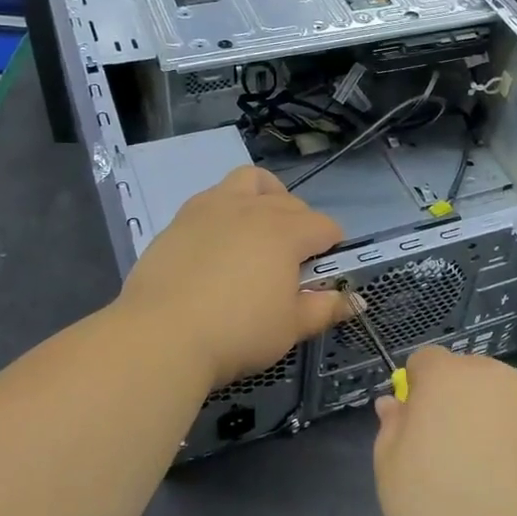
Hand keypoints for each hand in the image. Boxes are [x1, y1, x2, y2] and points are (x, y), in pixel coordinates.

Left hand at [117, 165, 354, 390]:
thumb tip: (355, 300)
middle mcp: (253, 209)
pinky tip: (221, 243)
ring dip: (266, 196)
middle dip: (303, 224)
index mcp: (285, 232)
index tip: (326, 271)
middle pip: (291, 203)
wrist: (161, 335)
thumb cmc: (238, 332)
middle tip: (295, 261)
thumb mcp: (290, 327)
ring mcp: (213, 207)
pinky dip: (228, 210)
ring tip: (261, 227)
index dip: (333, 246)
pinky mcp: (181, 218)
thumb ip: (325, 308)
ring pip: (250, 180)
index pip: (325, 226)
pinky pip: (214, 197)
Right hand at [372, 348, 516, 515]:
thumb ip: (392, 431)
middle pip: (471, 376)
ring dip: (501, 422)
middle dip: (463, 405)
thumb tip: (396, 403)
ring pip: (510, 399)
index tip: (423, 432)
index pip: (426, 361)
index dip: (421, 391)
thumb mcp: (393, 481)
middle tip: (461, 460)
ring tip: (504, 482)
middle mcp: (494, 375)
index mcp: (445, 380)